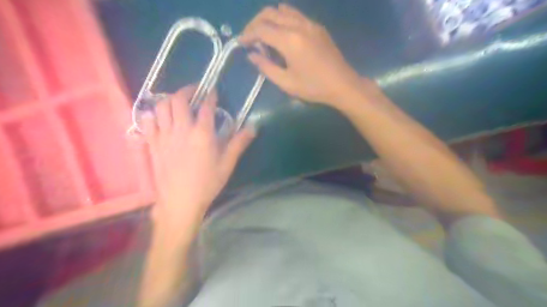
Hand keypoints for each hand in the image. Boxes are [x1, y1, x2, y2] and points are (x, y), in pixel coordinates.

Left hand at [140, 85, 253, 223]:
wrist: (180, 201)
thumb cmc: (207, 183)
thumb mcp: (227, 164)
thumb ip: (239, 143)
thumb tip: (253, 127)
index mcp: (202, 134)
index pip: (206, 106)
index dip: (211, 95)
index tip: (213, 90)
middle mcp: (181, 129)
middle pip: (179, 100)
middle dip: (187, 90)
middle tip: (195, 91)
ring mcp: (164, 136)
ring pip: (161, 107)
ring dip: (170, 99)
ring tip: (178, 102)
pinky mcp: (153, 144)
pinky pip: (147, 122)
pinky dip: (152, 114)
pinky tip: (159, 116)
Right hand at [240, 4, 362, 104]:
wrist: (342, 84)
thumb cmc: (313, 87)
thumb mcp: (286, 83)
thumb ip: (266, 67)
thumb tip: (252, 55)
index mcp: (289, 40)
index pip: (261, 29)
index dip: (248, 34)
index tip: (241, 43)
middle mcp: (298, 25)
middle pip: (270, 13)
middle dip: (255, 23)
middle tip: (250, 37)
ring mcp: (310, 23)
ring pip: (283, 10)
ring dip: (269, 19)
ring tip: (264, 34)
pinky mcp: (317, 27)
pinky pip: (296, 15)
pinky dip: (283, 19)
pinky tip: (282, 33)